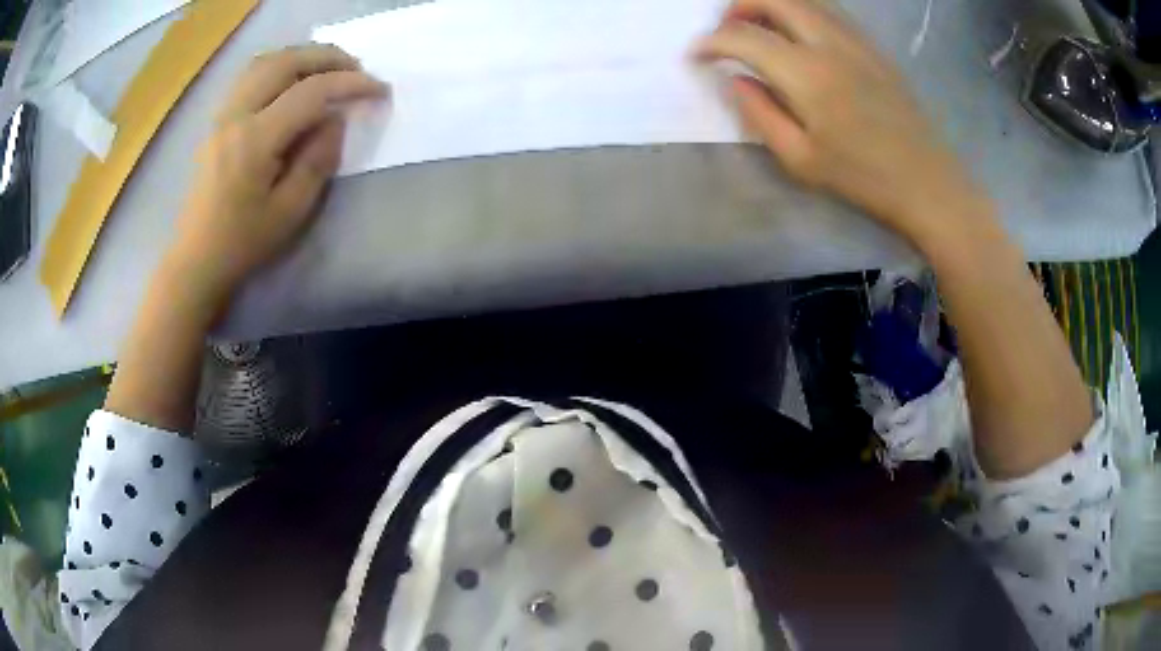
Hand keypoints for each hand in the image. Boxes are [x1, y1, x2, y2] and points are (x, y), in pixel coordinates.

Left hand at [164, 44, 387, 312]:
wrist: (197, 258)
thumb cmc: (243, 242)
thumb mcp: (291, 210)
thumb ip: (317, 159)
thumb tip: (335, 119)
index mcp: (255, 140)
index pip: (309, 92)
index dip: (349, 84)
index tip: (379, 89)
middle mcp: (236, 115)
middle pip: (285, 62)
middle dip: (327, 57)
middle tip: (357, 68)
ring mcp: (222, 115)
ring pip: (265, 61)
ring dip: (302, 56)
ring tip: (328, 68)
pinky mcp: (218, 120)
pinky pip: (250, 75)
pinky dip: (279, 66)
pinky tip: (293, 79)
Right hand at [696, 0, 988, 242]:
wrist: (927, 183)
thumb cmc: (863, 179)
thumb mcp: (800, 160)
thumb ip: (759, 113)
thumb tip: (734, 78)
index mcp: (807, 74)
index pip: (744, 37)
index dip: (711, 41)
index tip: (696, 55)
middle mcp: (829, 43)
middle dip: (738, 6)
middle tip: (725, 29)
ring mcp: (855, 40)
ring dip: (770, 4)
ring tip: (756, 26)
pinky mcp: (872, 47)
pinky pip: (828, 11)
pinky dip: (800, 11)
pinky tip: (796, 34)